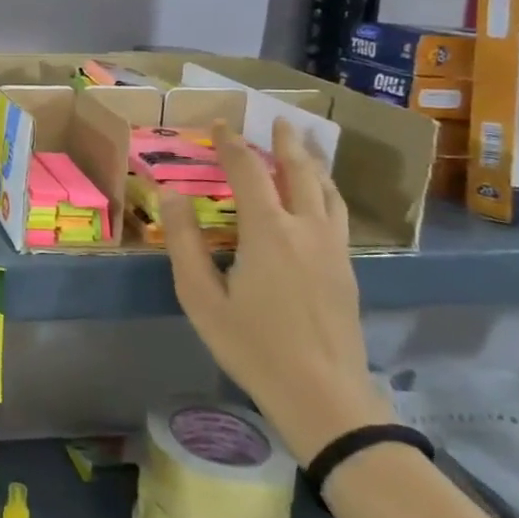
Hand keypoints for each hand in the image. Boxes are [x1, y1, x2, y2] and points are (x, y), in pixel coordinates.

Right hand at [160, 117, 392, 463]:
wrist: (322, 396)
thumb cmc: (252, 345)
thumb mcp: (201, 296)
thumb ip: (185, 241)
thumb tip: (171, 194)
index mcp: (268, 231)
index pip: (249, 171)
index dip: (233, 144)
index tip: (221, 125)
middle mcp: (306, 228)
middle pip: (300, 172)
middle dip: (286, 143)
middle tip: (280, 120)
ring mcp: (334, 249)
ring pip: (328, 192)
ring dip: (314, 164)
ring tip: (306, 148)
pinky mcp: (348, 269)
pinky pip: (338, 214)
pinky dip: (327, 192)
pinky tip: (322, 200)